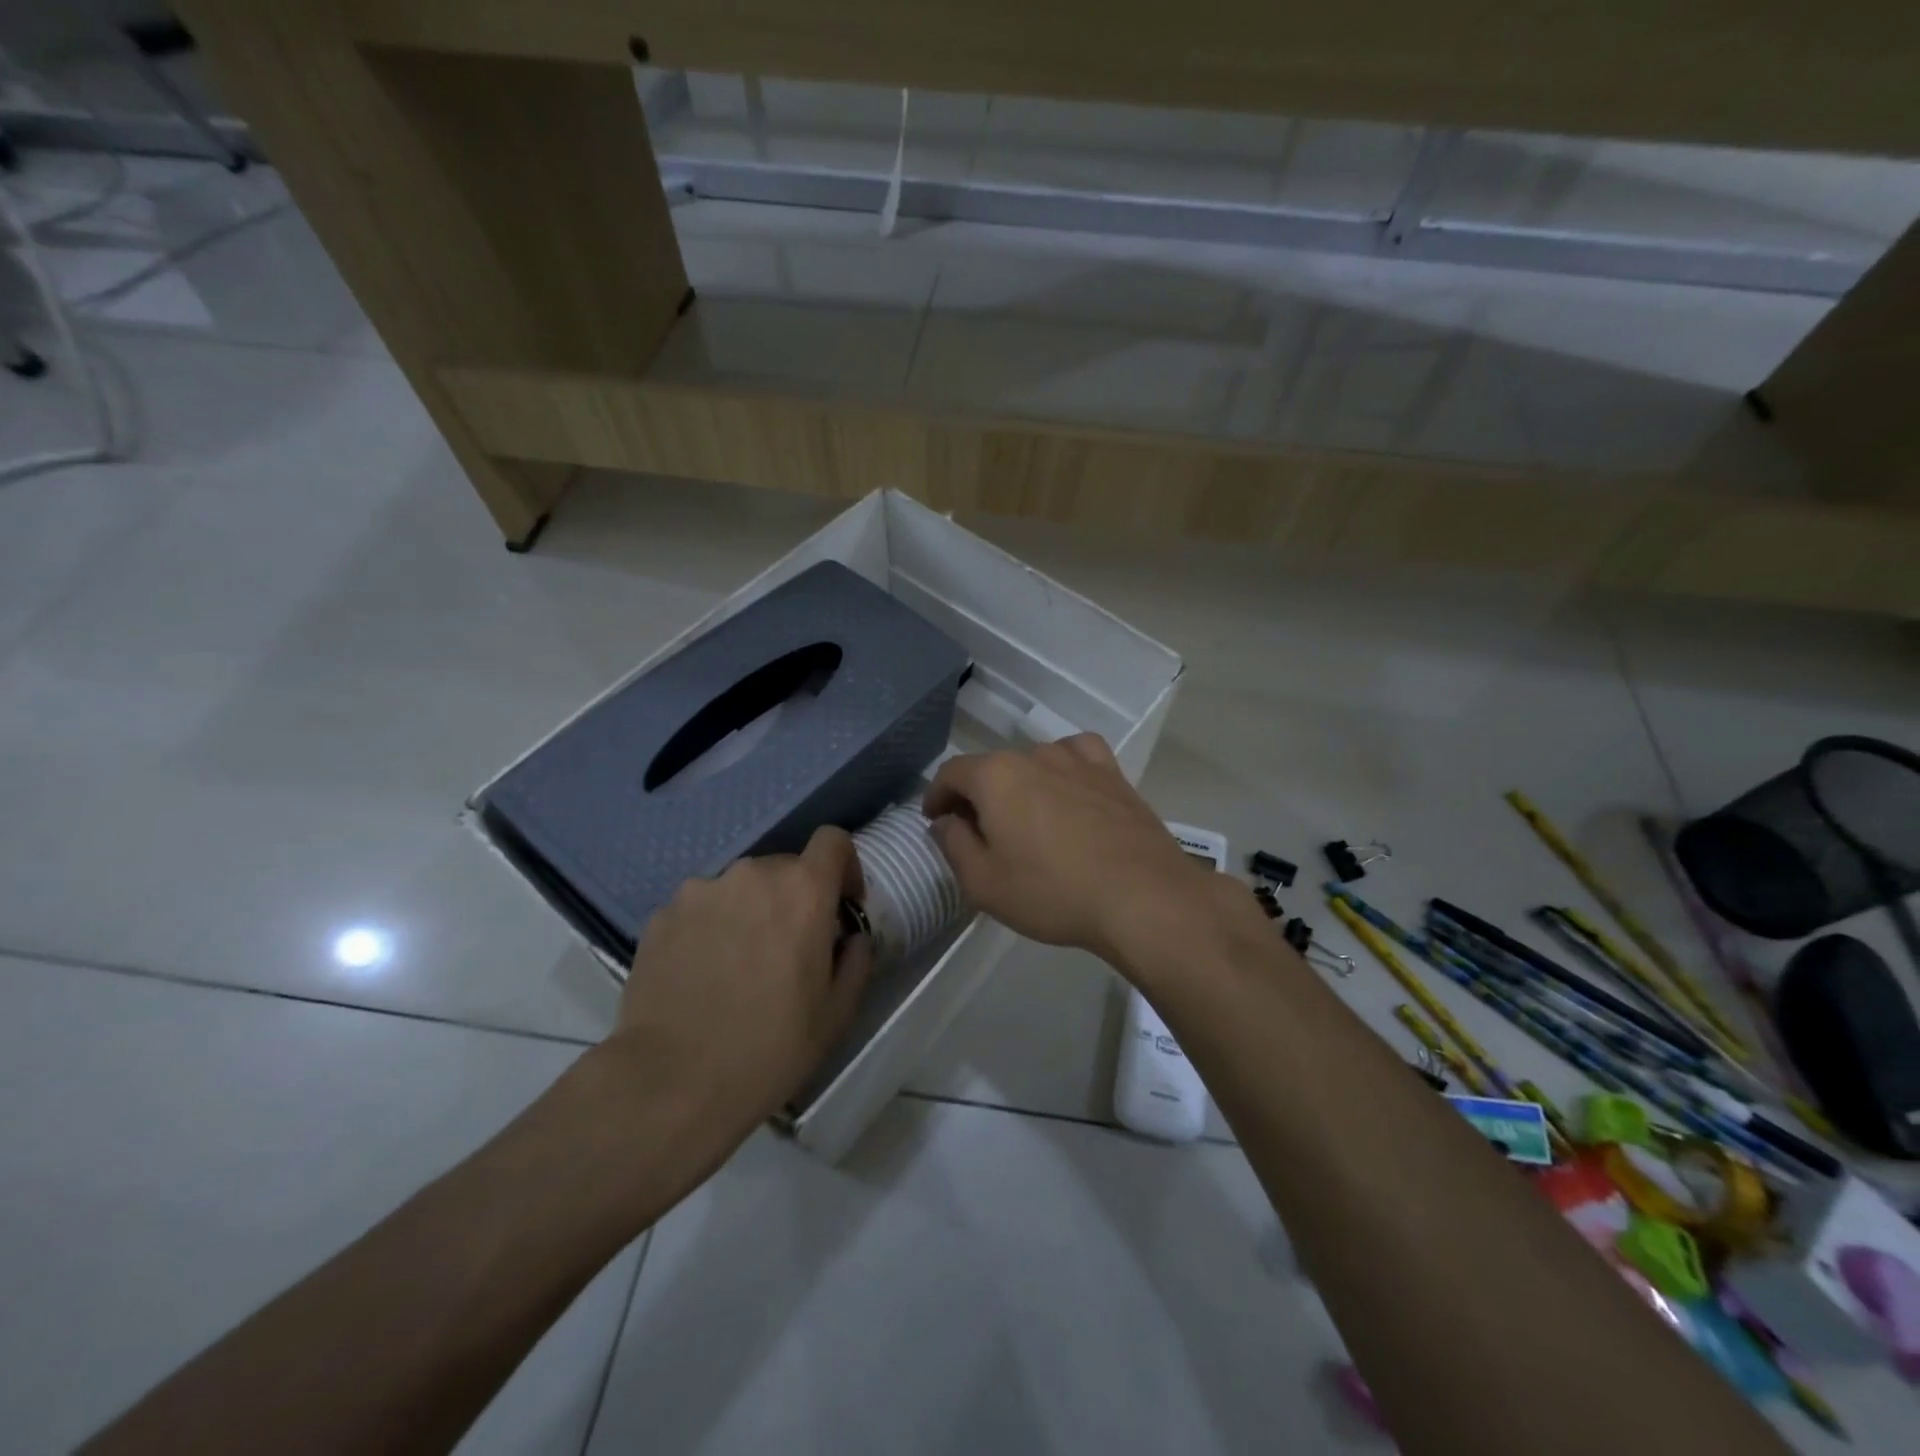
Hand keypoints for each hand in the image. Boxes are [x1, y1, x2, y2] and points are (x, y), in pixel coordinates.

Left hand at [607, 827, 873, 1156]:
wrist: (672, 1083)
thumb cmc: (770, 1047)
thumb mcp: (837, 1013)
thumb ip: (857, 960)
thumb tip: (852, 938)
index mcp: (803, 890)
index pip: (832, 841)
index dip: (844, 866)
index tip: (842, 905)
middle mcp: (751, 875)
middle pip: (784, 867)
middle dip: (795, 898)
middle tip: (789, 949)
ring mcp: (700, 891)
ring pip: (739, 888)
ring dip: (750, 911)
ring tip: (739, 965)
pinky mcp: (661, 916)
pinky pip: (700, 909)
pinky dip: (709, 928)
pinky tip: (702, 975)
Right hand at [923, 735, 1225, 964]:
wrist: (1142, 896)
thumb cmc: (1052, 892)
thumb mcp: (984, 882)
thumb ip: (954, 844)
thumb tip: (945, 821)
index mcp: (995, 776)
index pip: (951, 773)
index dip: (937, 796)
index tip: (935, 820)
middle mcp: (1034, 755)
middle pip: (992, 768)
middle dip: (978, 796)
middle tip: (978, 832)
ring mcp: (1078, 760)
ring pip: (1034, 763)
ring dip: (1020, 785)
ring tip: (1026, 818)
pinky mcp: (1113, 774)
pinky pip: (1078, 757)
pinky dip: (1064, 769)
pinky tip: (1069, 790)